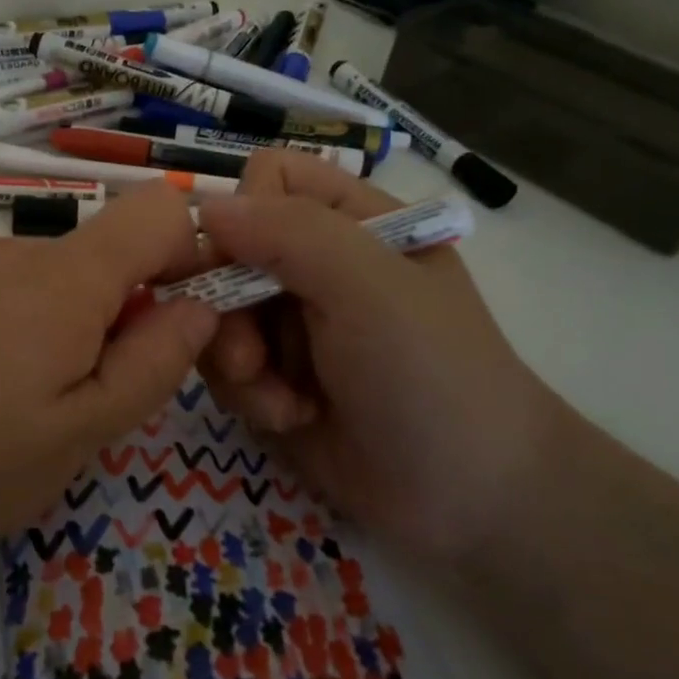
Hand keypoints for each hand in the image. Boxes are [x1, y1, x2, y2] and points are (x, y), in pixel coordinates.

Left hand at [0, 186, 218, 571]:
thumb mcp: (76, 436)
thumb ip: (152, 365)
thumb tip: (199, 307)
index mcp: (67, 278)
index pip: (161, 209)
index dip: (194, 255)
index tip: (187, 326)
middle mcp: (18, 251)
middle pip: (110, 253)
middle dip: (131, 312)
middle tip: (102, 399)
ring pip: (58, 278)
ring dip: (75, 328)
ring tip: (34, 407)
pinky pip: (9, 292)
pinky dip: (26, 328)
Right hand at [195, 151, 561, 564]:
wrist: (471, 499)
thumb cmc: (431, 374)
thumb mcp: (369, 288)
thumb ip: (290, 233)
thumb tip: (207, 206)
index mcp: (350, 221)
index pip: (267, 180)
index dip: (245, 215)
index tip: (245, 267)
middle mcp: (314, 265)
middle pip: (225, 252)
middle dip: (229, 308)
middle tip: (252, 357)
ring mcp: (291, 323)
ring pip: (215, 312)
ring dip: (238, 361)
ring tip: (282, 401)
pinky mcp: (273, 377)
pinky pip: (223, 365)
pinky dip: (248, 394)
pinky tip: (290, 419)